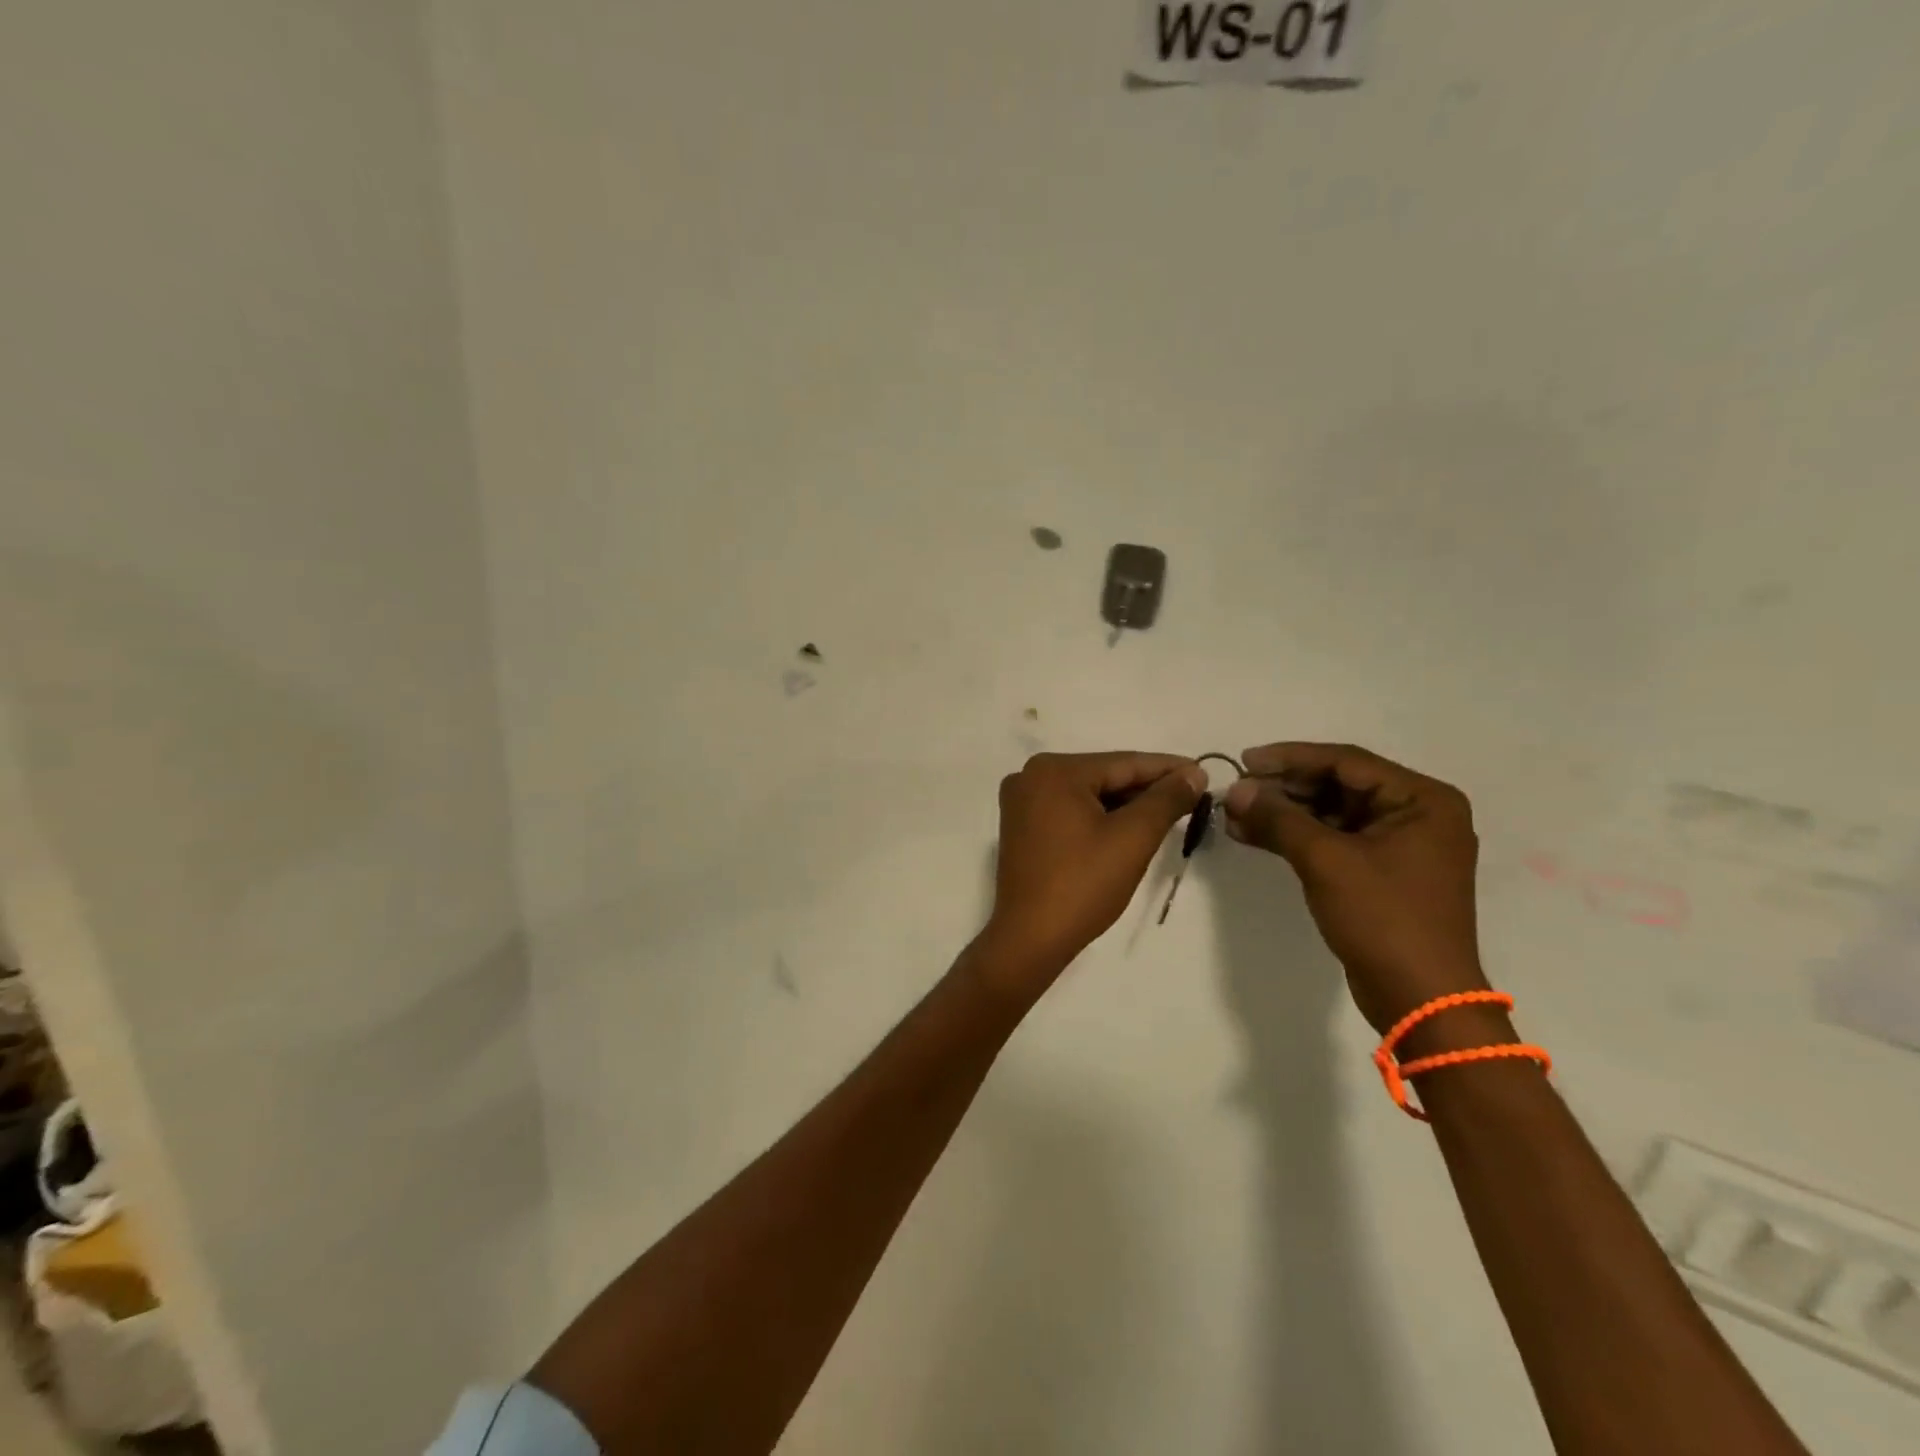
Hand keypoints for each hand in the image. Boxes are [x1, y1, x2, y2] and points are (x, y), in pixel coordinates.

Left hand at [981, 752, 1206, 988]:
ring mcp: (1021, 802)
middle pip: (1104, 776)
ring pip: (1088, 795)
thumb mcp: (1132, 838)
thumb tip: (1193, 773)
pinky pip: (1070, 811)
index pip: (1123, 762)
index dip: (1168, 769)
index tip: (1203, 772)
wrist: (1030, 938)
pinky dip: (1100, 817)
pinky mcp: (1021, 827)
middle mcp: (1031, 776)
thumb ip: (1165, 800)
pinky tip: (1129, 827)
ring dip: (1125, 805)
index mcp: (1054, 770)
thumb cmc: (1083, 884)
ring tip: (1168, 813)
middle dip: (1147, 789)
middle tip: (1191, 797)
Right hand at [1222, 743, 1491, 1038]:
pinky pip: (1333, 840)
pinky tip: (1253, 835)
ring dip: (1284, 814)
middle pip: (1338, 786)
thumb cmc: (1383, 918)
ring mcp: (1400, 845)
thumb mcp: (1326, 861)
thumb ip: (1278, 818)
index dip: (1290, 758)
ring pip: (1331, 813)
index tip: (1244, 761)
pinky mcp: (1381, 872)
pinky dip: (1296, 837)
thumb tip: (1234, 791)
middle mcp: (1417, 814)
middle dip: (1283, 789)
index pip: (1346, 762)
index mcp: (1422, 800)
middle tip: (1236, 792)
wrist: (1421, 999)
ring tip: (1235, 814)